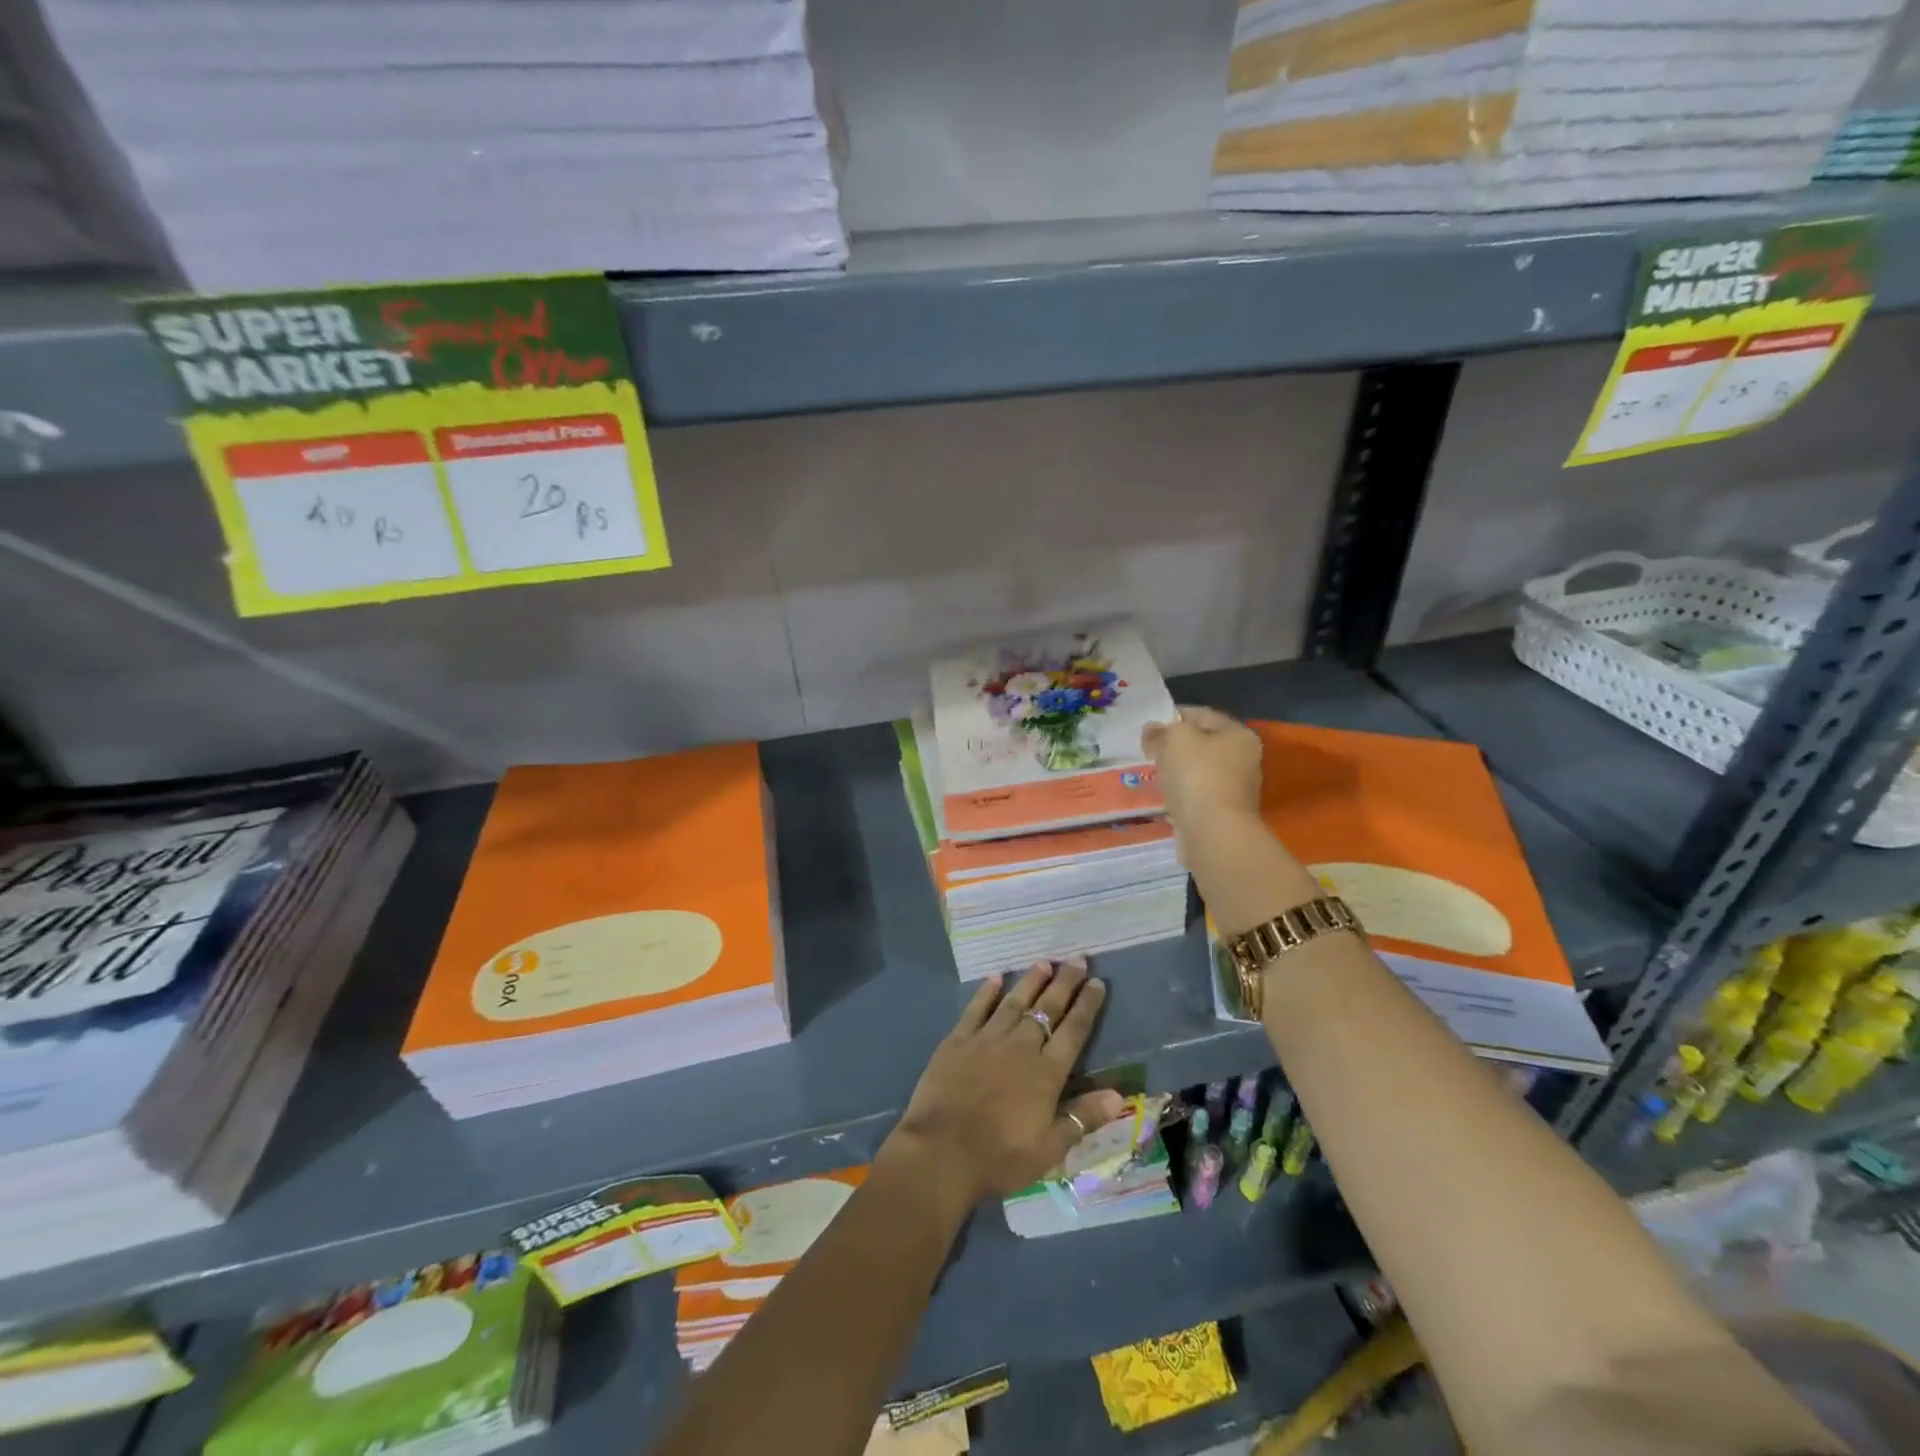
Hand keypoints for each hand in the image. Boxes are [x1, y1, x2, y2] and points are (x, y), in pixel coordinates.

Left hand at [884, 960, 1126, 1206]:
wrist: (942, 1151)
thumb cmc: (1000, 1156)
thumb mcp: (1050, 1148)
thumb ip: (1083, 1117)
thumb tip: (1118, 1095)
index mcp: (1046, 1073)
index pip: (1073, 1031)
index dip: (1087, 1005)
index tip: (1098, 982)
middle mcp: (1020, 1046)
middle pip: (1047, 1009)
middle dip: (1064, 983)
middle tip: (1077, 959)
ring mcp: (987, 1039)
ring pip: (1015, 1002)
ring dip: (1031, 981)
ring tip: (1045, 962)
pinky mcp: (958, 1040)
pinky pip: (976, 1009)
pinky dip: (987, 992)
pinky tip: (996, 977)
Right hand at [1142, 705, 1263, 834]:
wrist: (1213, 833)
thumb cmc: (1197, 775)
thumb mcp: (1175, 739)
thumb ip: (1162, 730)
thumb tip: (1152, 729)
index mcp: (1239, 734)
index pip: (1202, 715)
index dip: (1173, 716)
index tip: (1148, 726)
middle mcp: (1244, 759)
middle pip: (1203, 743)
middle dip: (1175, 745)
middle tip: (1148, 749)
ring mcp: (1236, 789)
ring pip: (1199, 770)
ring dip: (1178, 770)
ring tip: (1153, 772)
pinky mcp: (1223, 813)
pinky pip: (1197, 794)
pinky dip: (1181, 792)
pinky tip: (1165, 795)